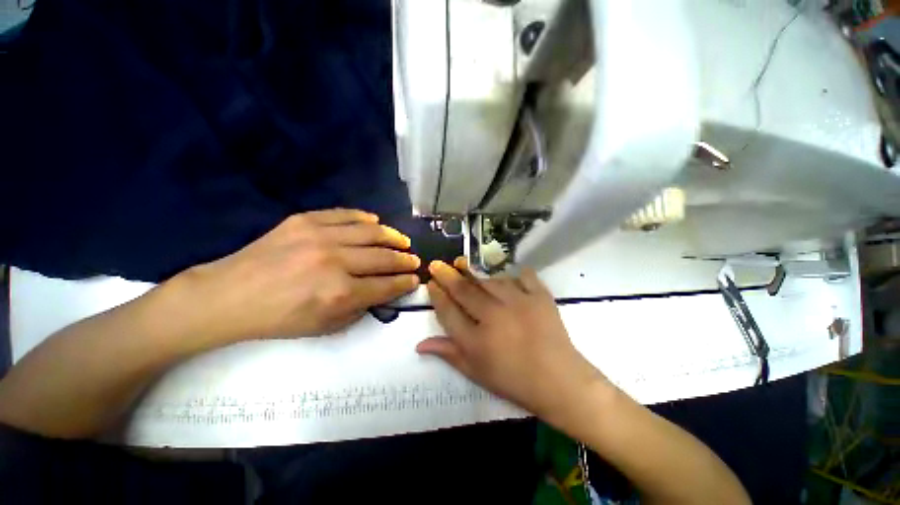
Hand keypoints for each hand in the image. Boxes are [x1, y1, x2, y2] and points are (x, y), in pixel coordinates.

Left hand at [176, 209, 420, 342]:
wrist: (230, 295)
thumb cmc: (279, 319)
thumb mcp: (324, 326)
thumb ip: (360, 308)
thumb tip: (383, 291)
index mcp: (340, 293)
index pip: (386, 285)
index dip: (405, 282)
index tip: (415, 279)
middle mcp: (336, 262)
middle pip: (384, 257)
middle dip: (405, 260)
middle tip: (414, 260)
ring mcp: (320, 236)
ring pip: (371, 232)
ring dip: (392, 236)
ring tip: (402, 241)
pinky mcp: (304, 220)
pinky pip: (344, 214)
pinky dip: (365, 218)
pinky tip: (376, 222)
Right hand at [417, 258, 604, 419]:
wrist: (560, 382)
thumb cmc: (514, 381)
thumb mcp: (477, 372)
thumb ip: (449, 353)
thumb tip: (420, 344)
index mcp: (476, 340)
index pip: (448, 311)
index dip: (437, 295)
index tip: (430, 282)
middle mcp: (494, 316)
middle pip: (464, 290)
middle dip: (447, 275)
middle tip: (438, 264)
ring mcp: (519, 303)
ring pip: (490, 280)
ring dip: (477, 275)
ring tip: (467, 269)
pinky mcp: (540, 297)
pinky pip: (523, 276)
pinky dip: (514, 275)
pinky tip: (508, 278)